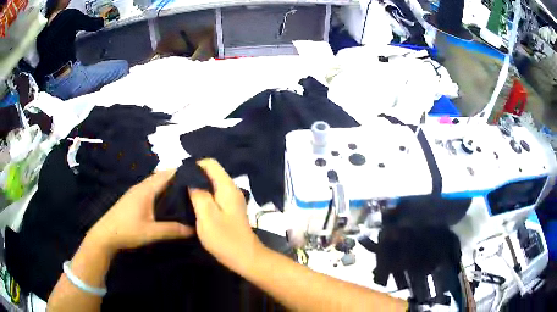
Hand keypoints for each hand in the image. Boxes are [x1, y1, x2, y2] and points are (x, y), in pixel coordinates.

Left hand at [86, 170, 193, 255]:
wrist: (105, 235)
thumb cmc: (127, 230)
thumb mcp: (151, 232)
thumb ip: (172, 230)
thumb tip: (194, 229)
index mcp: (146, 190)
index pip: (166, 174)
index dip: (182, 172)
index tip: (198, 175)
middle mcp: (141, 187)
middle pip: (162, 176)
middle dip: (178, 178)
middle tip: (196, 186)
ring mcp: (136, 192)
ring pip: (156, 183)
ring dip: (169, 184)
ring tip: (186, 192)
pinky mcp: (133, 199)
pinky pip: (151, 189)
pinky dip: (162, 191)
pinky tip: (168, 202)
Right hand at [189, 159, 263, 274]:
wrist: (246, 258)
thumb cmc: (225, 238)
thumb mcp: (207, 216)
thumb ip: (198, 194)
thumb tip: (190, 178)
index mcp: (227, 187)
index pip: (210, 163)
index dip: (194, 166)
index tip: (180, 176)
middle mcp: (231, 189)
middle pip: (211, 173)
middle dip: (194, 176)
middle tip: (178, 186)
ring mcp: (231, 200)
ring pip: (212, 185)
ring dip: (198, 187)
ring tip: (182, 194)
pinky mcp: (230, 210)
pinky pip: (215, 196)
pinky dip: (204, 197)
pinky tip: (194, 205)